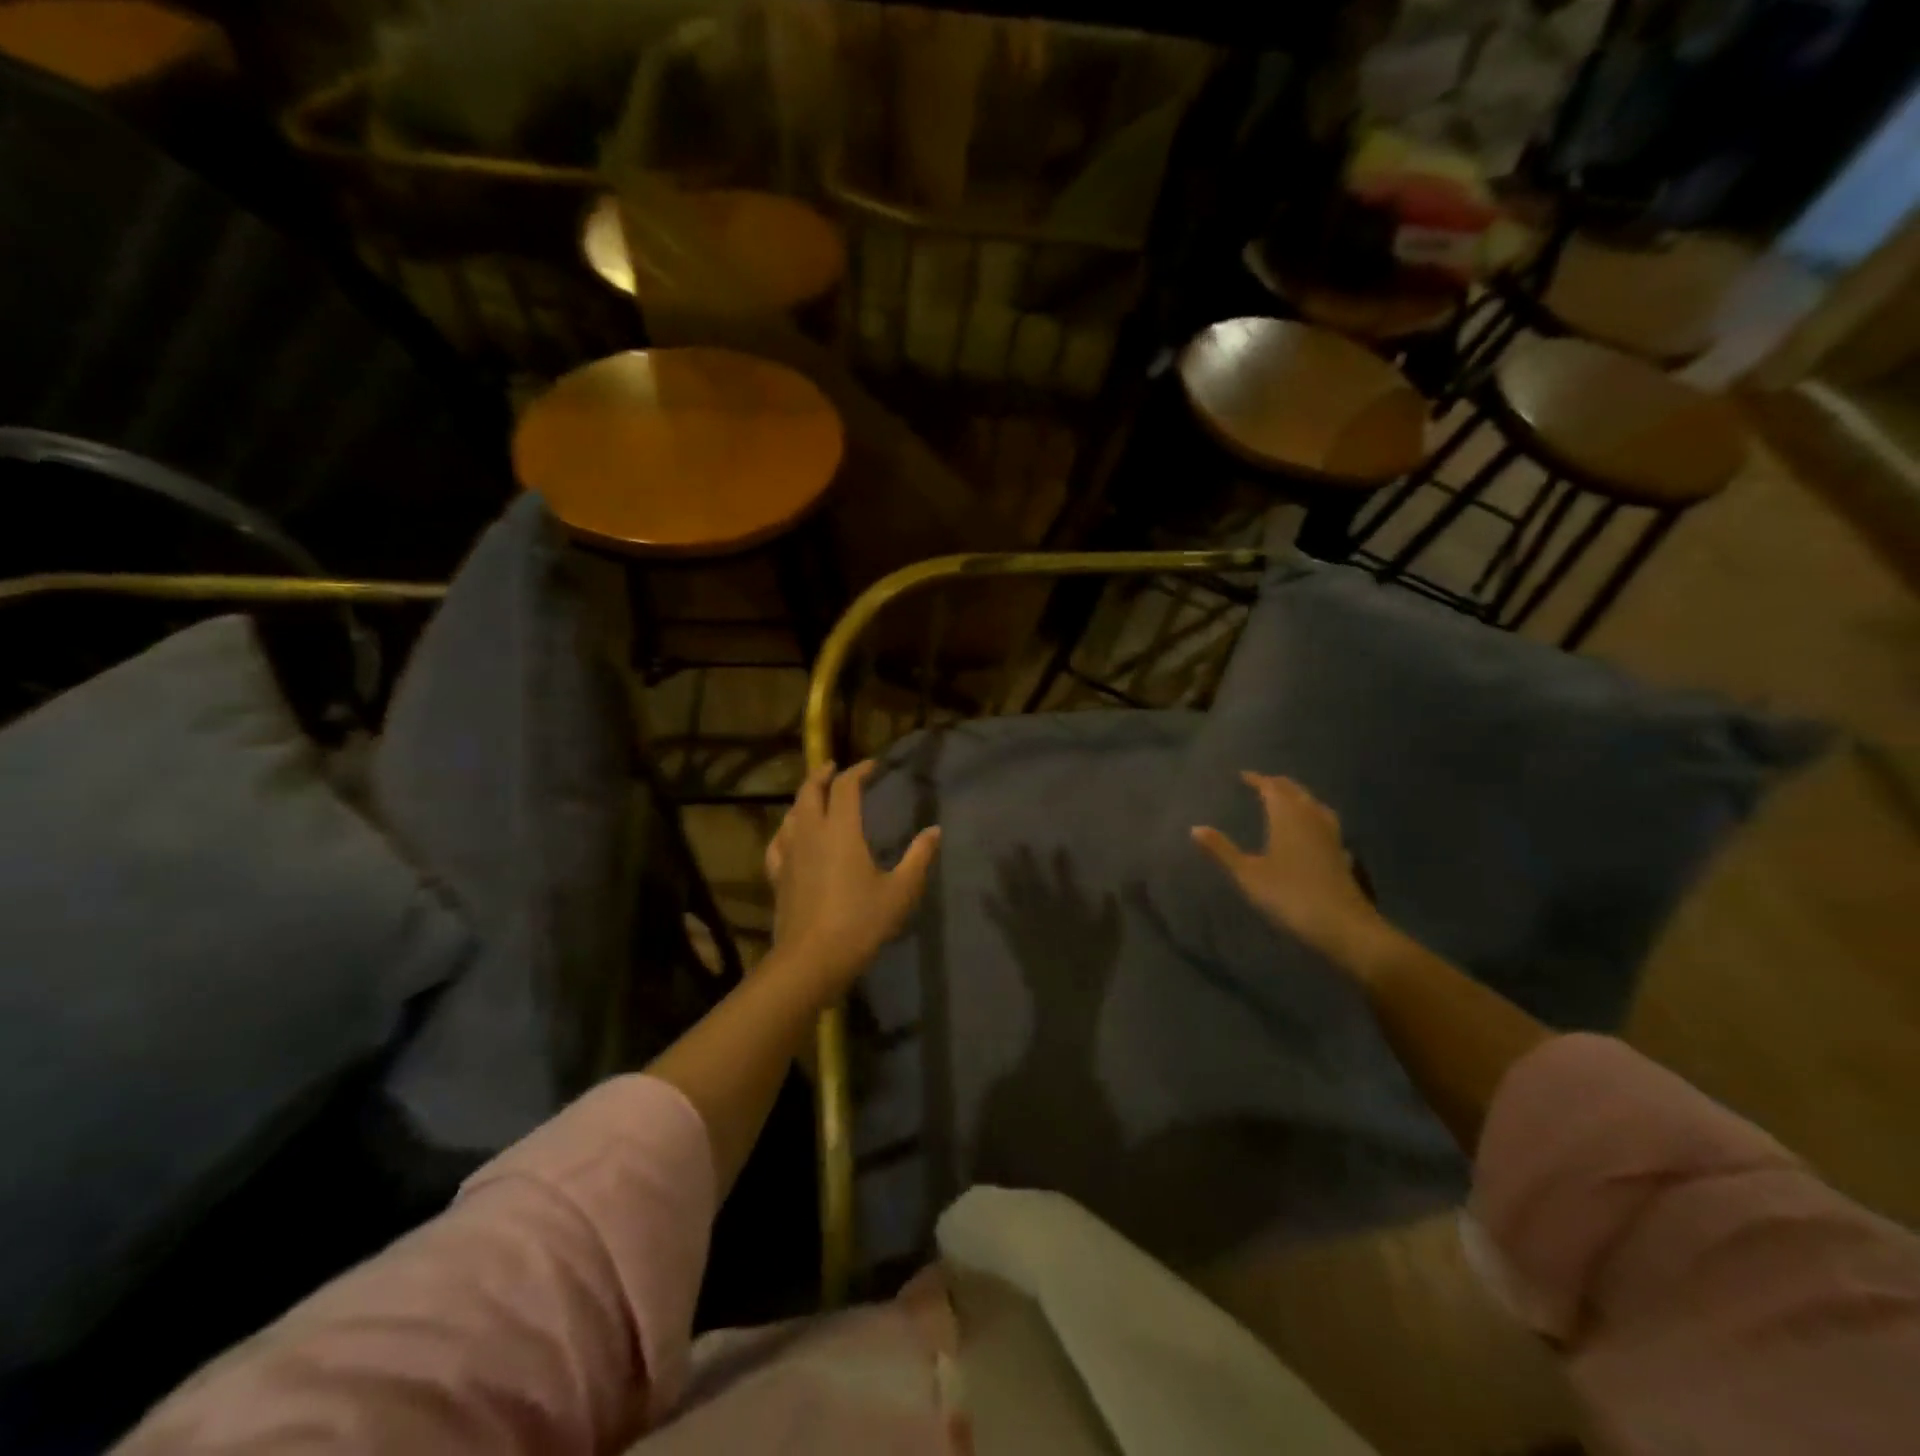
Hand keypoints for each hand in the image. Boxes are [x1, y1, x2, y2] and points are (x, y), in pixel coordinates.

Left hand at [764, 762, 940, 994]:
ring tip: (815, 796)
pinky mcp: (777, 875)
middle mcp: (811, 833)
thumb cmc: (860, 922)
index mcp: (841, 830)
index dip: (859, 770)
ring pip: (791, 813)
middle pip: (810, 790)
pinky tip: (790, 835)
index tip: (873, 766)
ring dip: (804, 798)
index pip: (846, 787)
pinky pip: (778, 841)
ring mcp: (789, 853)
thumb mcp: (900, 891)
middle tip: (834, 768)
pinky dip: (787, 829)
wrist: (811, 960)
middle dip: (823, 774)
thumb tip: (935, 831)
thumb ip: (918, 858)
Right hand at [1192, 772, 1389, 973]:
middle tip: (1261, 784)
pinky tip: (1311, 830)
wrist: (1342, 925)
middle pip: (1295, 792)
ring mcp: (1330, 835)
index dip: (1257, 779)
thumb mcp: (1247, 874)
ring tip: (1286, 800)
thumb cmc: (1289, 895)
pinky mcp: (1341, 853)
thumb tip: (1194, 828)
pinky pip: (1325, 823)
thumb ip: (1221, 850)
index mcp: (1286, 816)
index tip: (1243, 775)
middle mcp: (1310, 818)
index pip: (1272, 788)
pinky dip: (1313, 817)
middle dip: (1277, 785)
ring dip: (1298, 798)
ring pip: (1313, 805)